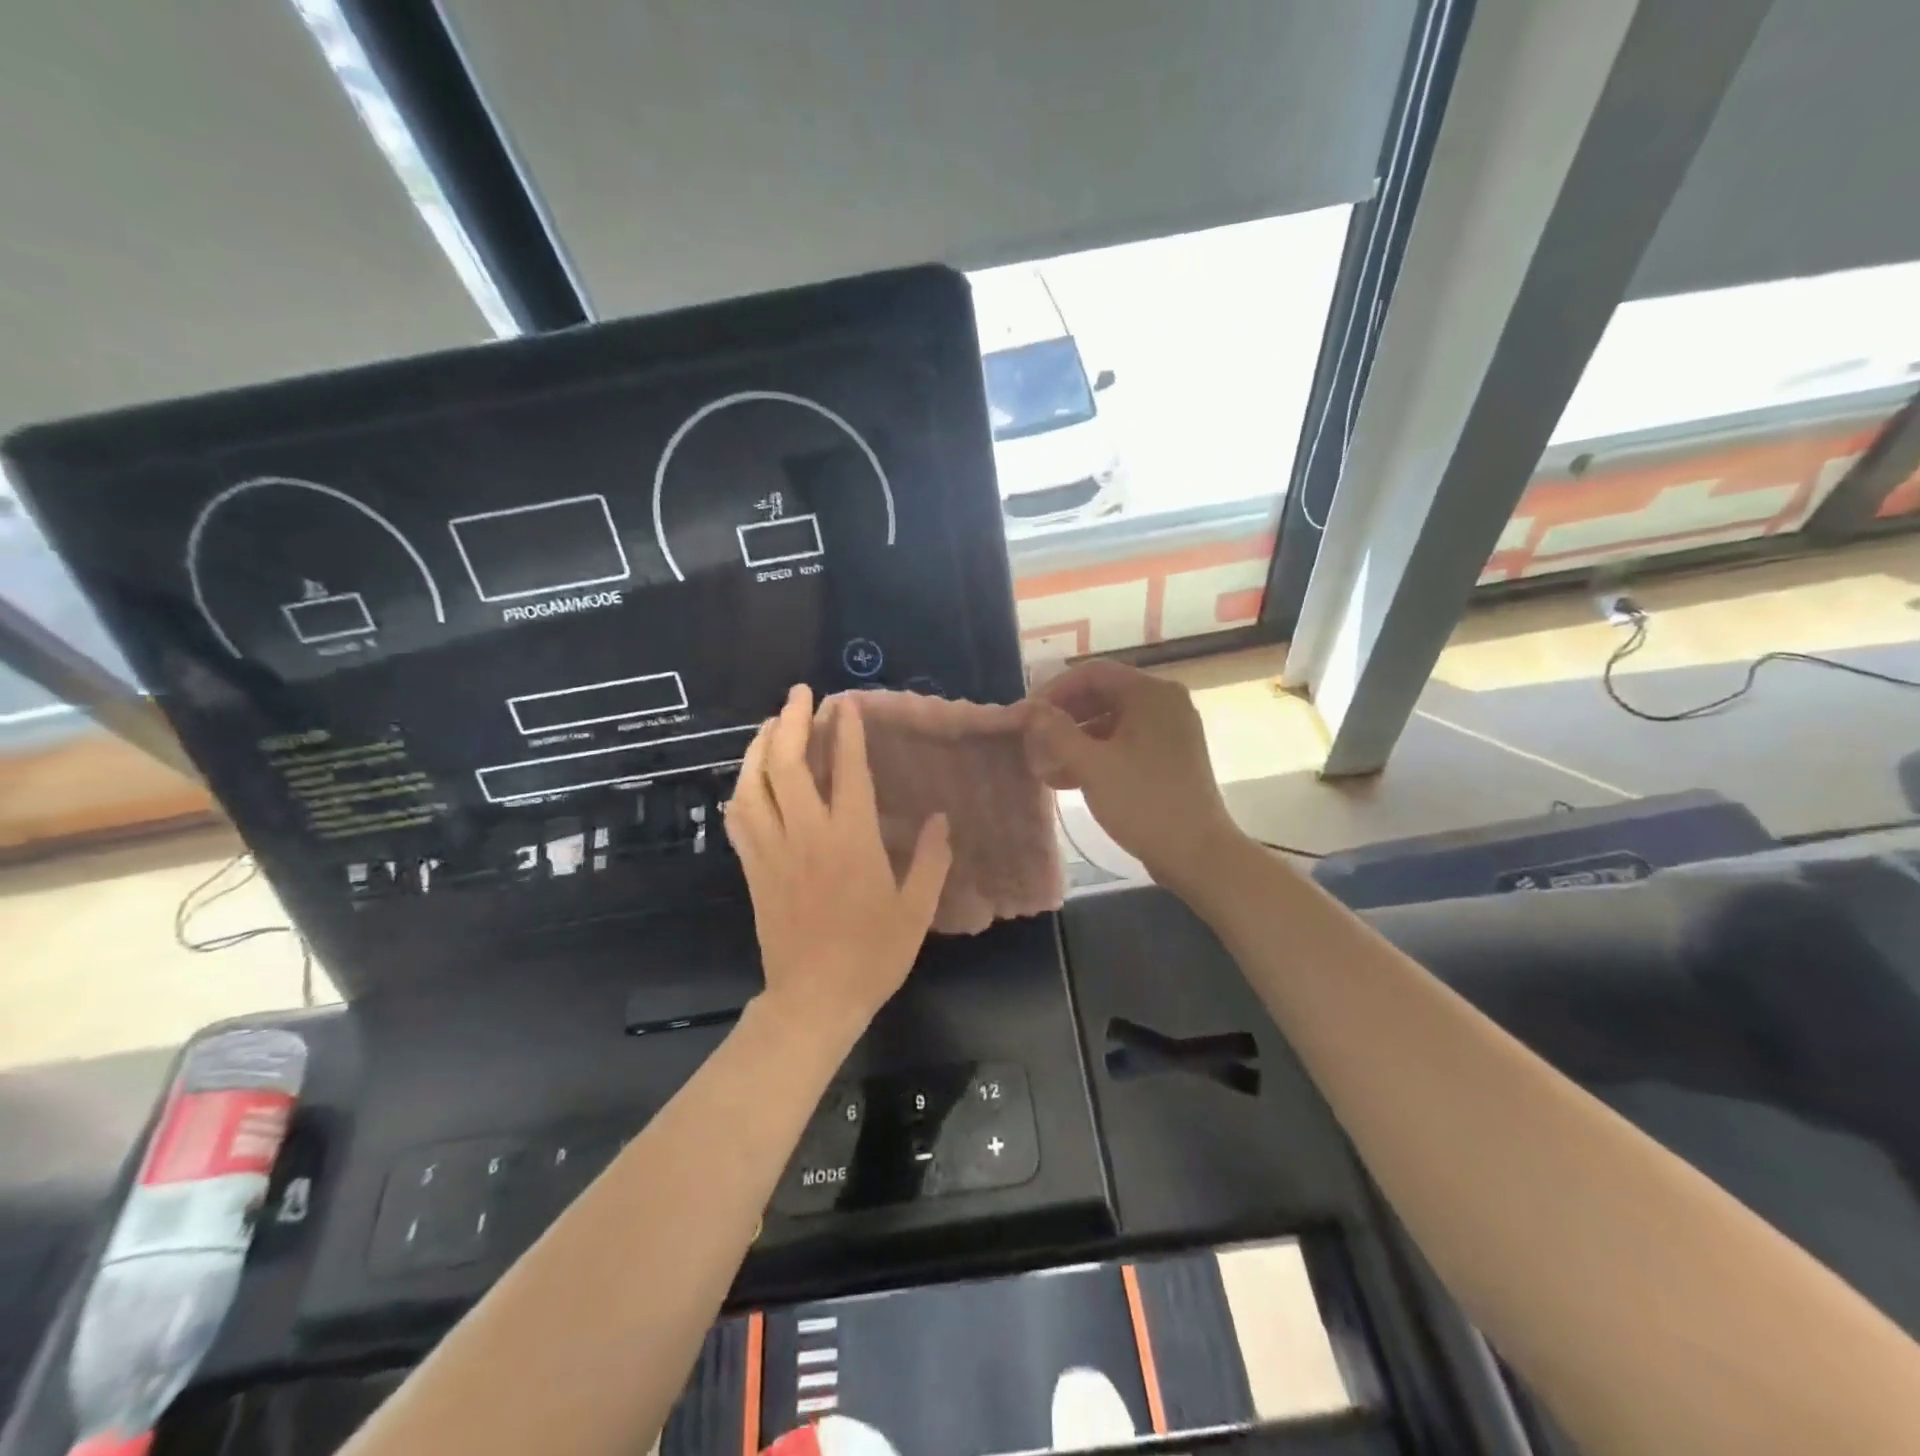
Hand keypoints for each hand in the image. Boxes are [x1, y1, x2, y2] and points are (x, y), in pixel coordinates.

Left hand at [725, 684, 951, 1039]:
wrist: (814, 999)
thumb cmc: (872, 955)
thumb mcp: (915, 910)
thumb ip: (931, 860)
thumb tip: (941, 818)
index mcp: (851, 840)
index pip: (848, 771)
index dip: (848, 731)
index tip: (847, 703)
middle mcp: (807, 834)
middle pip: (789, 764)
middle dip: (794, 721)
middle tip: (801, 693)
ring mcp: (773, 850)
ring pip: (755, 784)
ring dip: (762, 746)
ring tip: (773, 723)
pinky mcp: (752, 868)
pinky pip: (739, 818)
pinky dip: (742, 788)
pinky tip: (749, 777)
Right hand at [1026, 660, 1242, 893]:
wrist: (1198, 854)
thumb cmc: (1143, 803)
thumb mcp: (1091, 765)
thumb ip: (1054, 731)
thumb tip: (1027, 709)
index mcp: (1151, 693)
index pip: (1091, 673)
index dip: (1053, 691)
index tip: (1026, 717)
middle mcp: (1164, 702)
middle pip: (1101, 695)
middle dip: (1063, 718)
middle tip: (1032, 742)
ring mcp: (1170, 730)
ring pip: (1111, 721)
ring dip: (1075, 740)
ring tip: (1045, 767)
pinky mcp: (1170, 757)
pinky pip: (1125, 742)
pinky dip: (1096, 754)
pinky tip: (1069, 779)